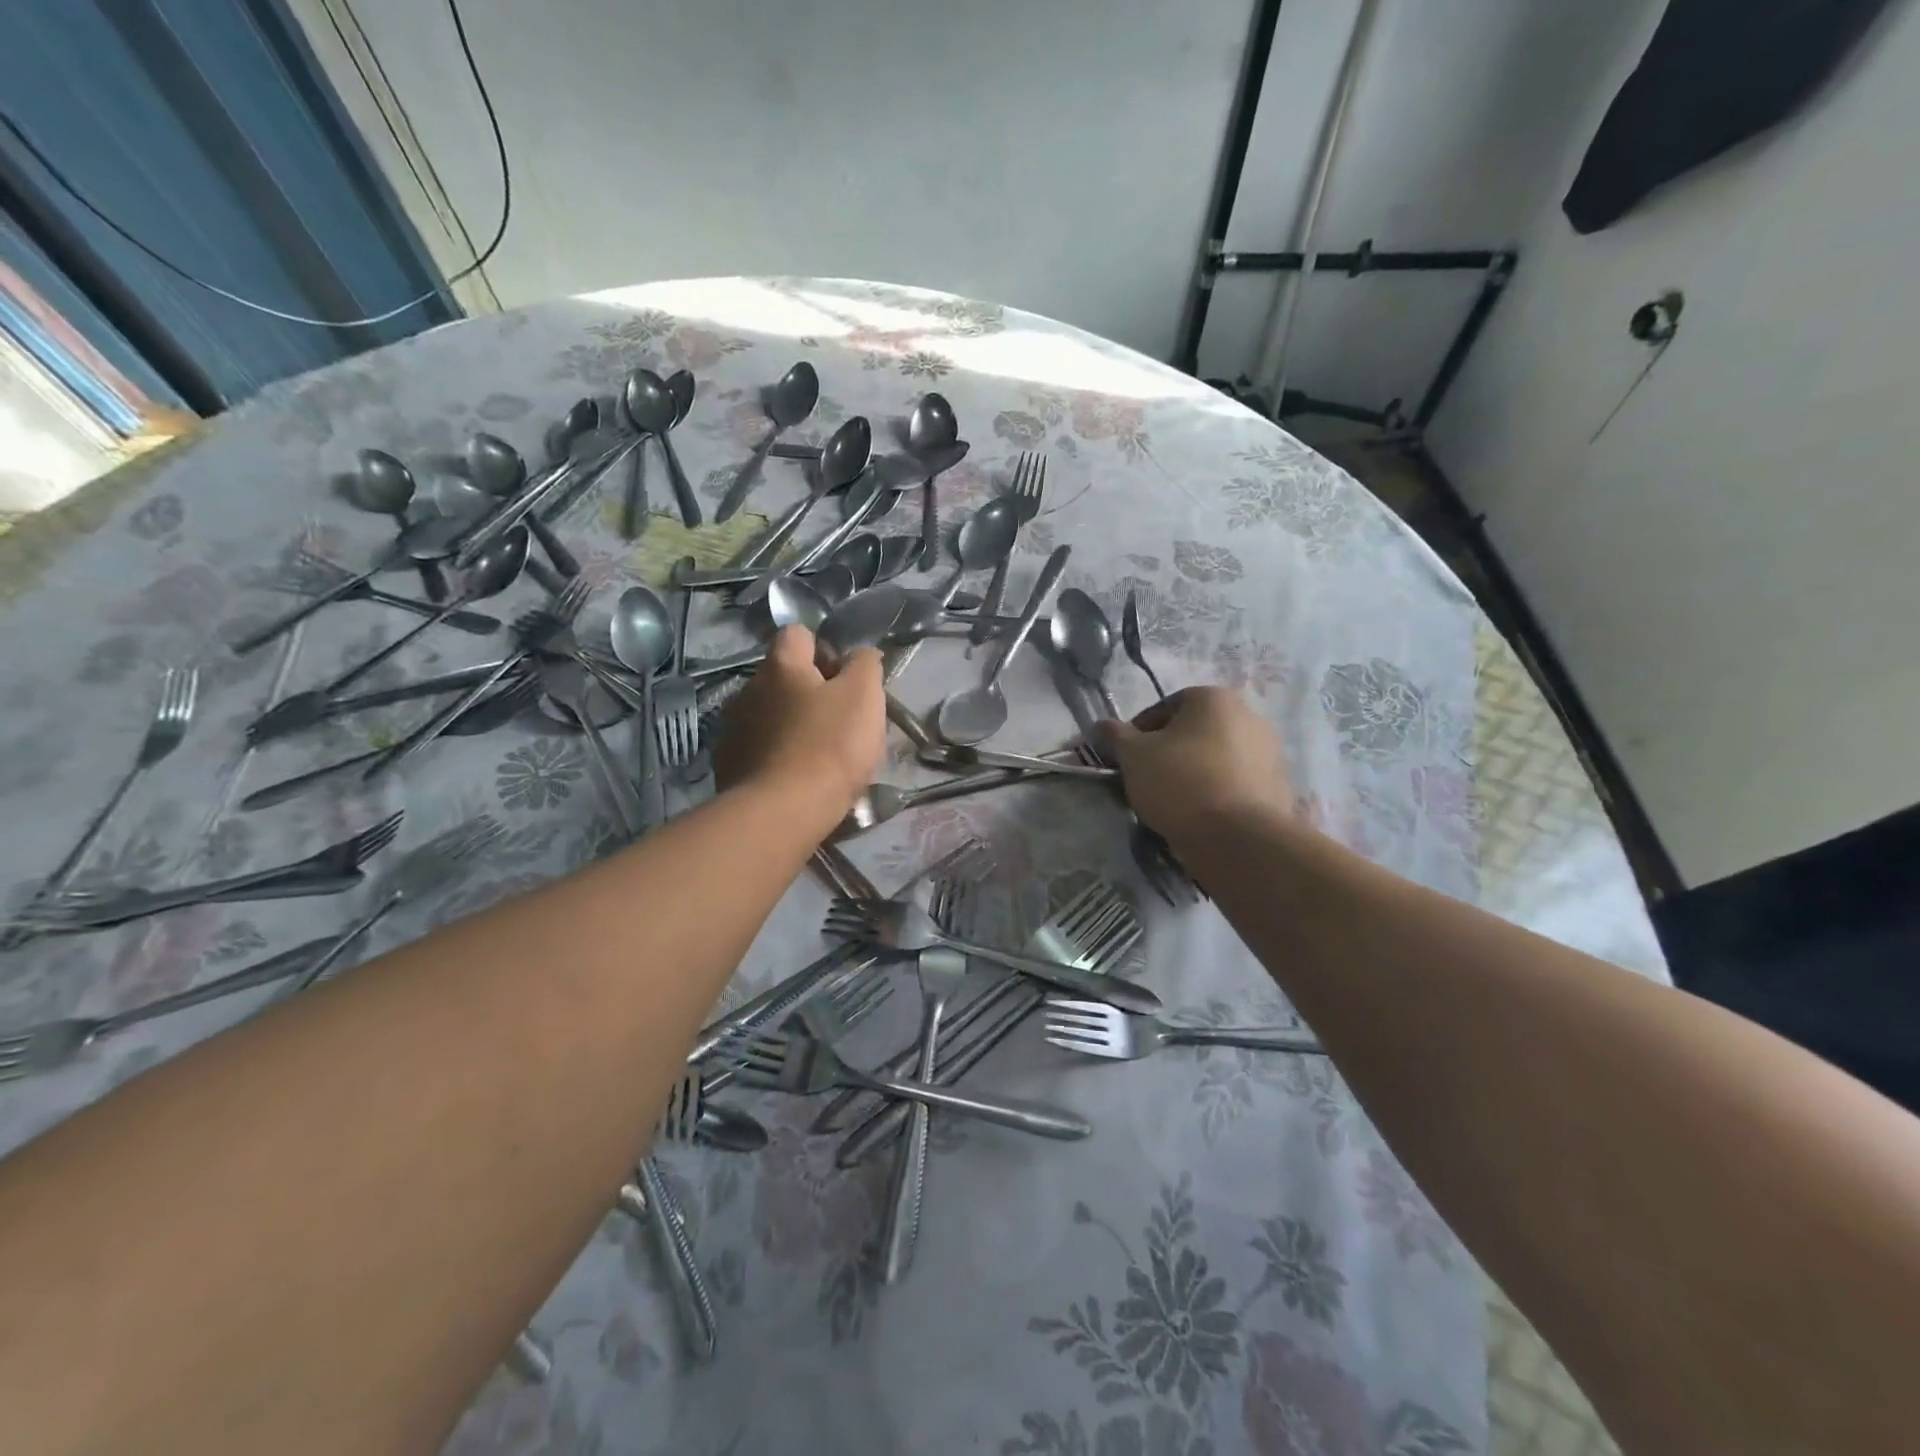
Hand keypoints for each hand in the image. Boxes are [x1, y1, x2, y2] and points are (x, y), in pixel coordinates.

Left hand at [715, 627, 884, 825]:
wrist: (782, 813)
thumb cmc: (830, 746)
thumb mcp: (864, 696)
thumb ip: (865, 664)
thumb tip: (860, 655)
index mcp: (781, 666)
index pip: (797, 634)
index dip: (824, 649)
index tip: (844, 678)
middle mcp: (749, 689)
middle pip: (783, 677)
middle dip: (809, 692)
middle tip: (840, 721)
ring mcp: (734, 729)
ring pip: (769, 715)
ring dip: (791, 725)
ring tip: (819, 756)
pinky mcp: (729, 765)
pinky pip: (758, 749)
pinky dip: (776, 757)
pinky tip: (795, 779)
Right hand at [1099, 687, 1292, 844]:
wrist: (1238, 838)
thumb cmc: (1179, 782)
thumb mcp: (1133, 756)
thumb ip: (1115, 735)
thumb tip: (1102, 726)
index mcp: (1214, 698)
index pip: (1165, 707)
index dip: (1139, 732)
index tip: (1127, 758)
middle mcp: (1249, 716)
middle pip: (1194, 731)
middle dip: (1170, 752)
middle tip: (1148, 779)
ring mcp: (1270, 752)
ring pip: (1216, 758)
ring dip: (1195, 772)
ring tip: (1173, 802)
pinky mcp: (1278, 786)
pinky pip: (1236, 783)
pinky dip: (1217, 792)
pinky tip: (1200, 815)